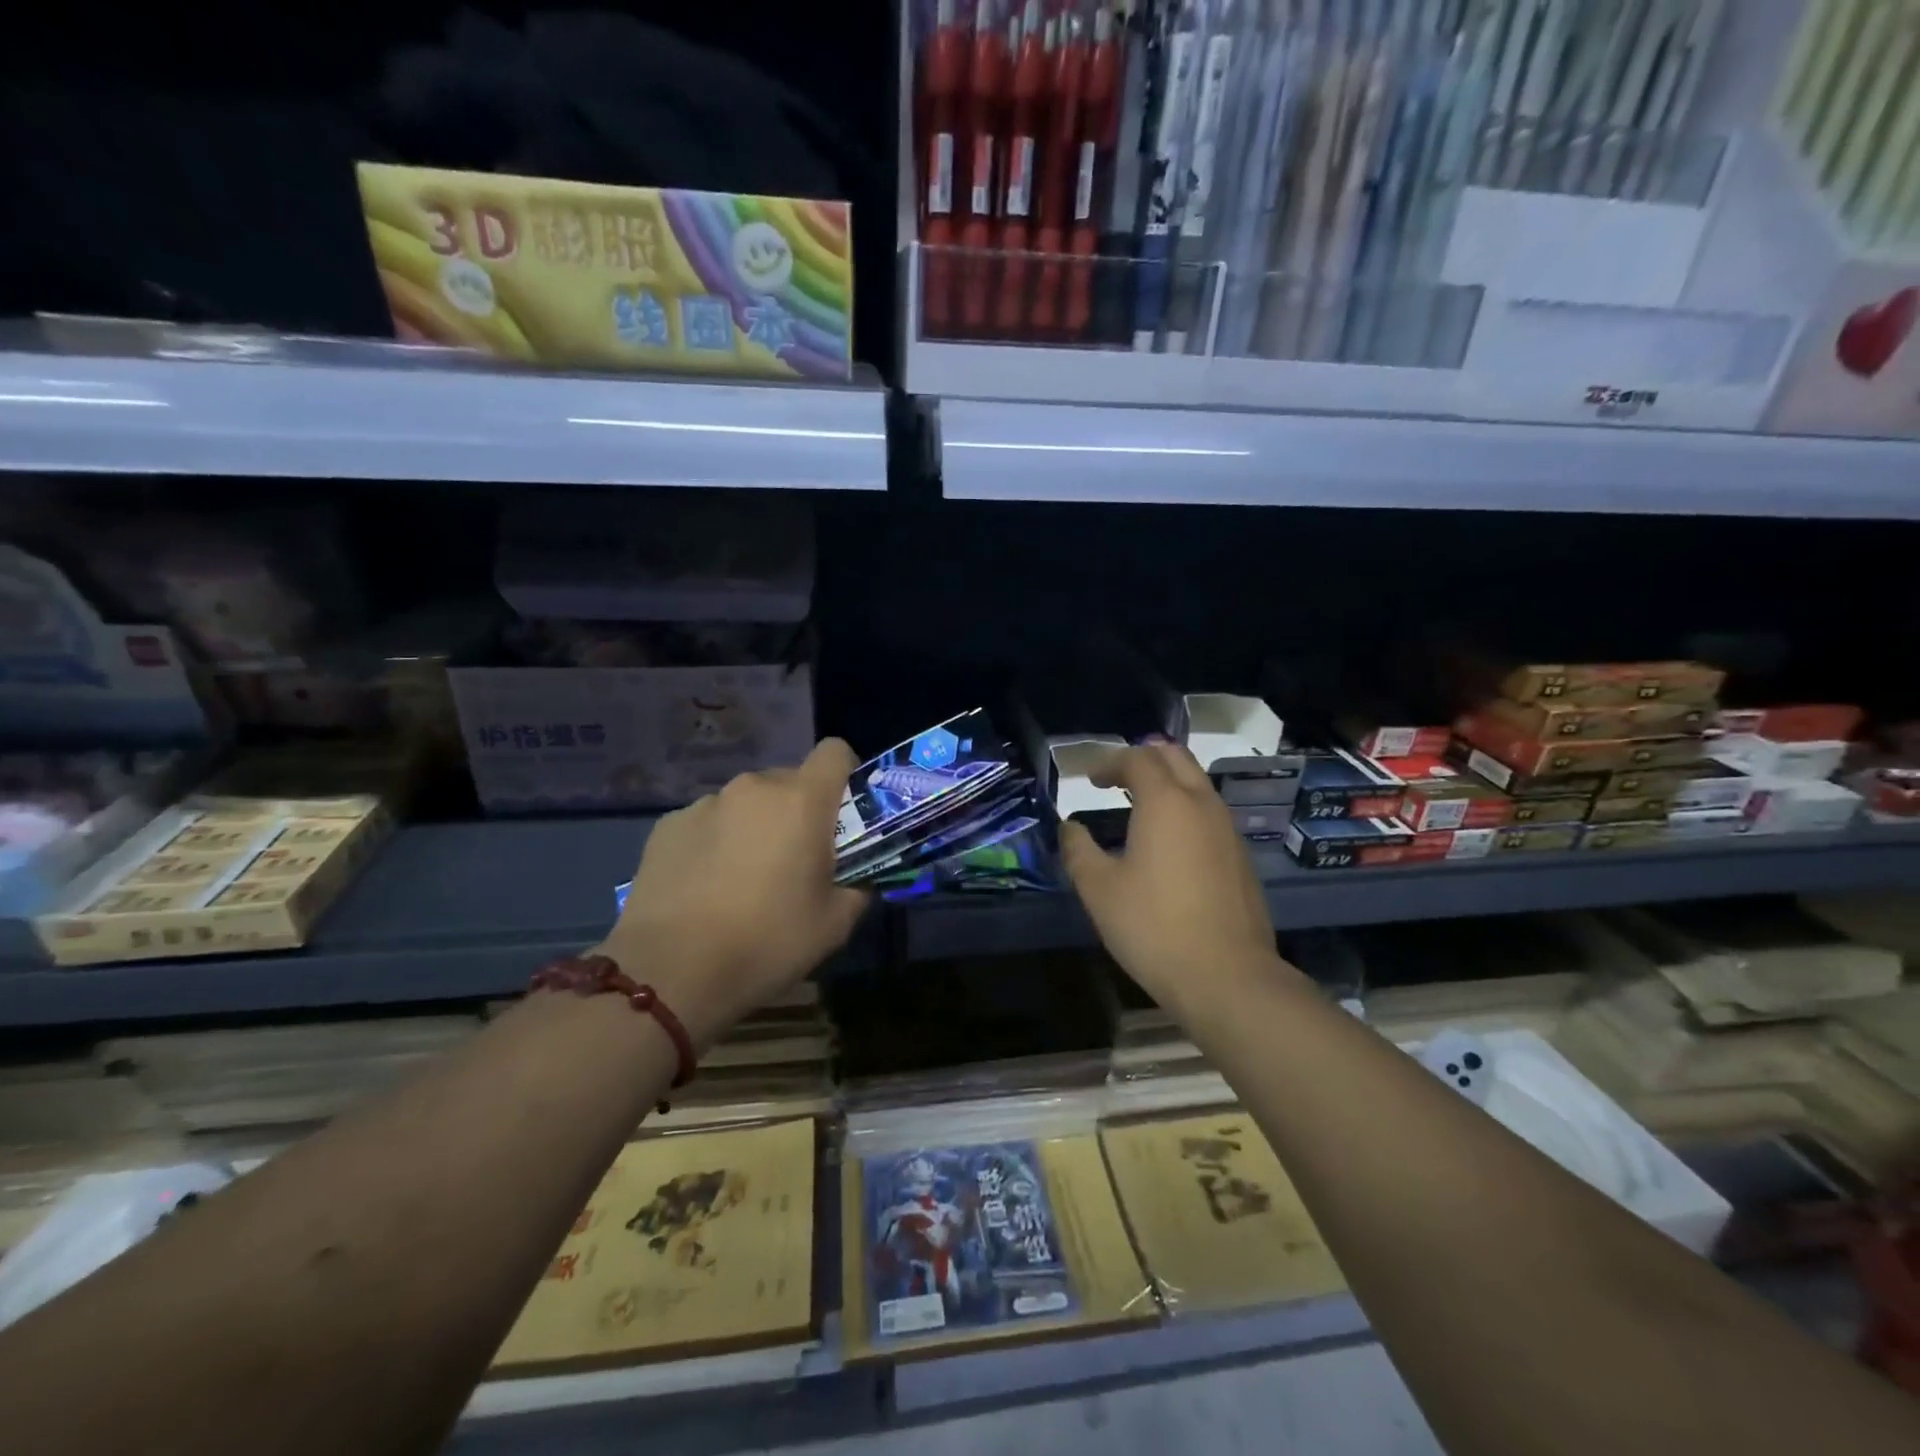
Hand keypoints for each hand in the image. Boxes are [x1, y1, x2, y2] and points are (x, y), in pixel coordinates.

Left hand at [598, 740, 867, 1048]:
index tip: (842, 812)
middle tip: (794, 860)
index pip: (835, 751)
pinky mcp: (667, 825)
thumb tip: (858, 880)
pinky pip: (707, 821)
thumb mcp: (834, 925)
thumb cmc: (767, 942)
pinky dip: (714, 841)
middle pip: (789, 781)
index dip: (845, 774)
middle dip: (798, 810)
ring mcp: (705, 803)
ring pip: (746, 803)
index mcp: (802, 801)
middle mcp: (753, 788)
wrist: (671, 972)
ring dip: (754, 826)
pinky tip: (704, 886)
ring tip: (742, 878)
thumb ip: (857, 889)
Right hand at [1058, 743, 1281, 1012]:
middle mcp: (1202, 804)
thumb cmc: (1153, 927)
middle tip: (1115, 780)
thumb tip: (1069, 827)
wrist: (1227, 977)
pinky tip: (1167, 843)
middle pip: (1175, 757)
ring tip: (1137, 807)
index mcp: (1166, 802)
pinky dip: (1184, 809)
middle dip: (1142, 759)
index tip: (1089, 779)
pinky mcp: (1240, 857)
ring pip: (1197, 784)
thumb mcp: (1099, 889)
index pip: (1138, 759)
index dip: (1109, 762)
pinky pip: (1209, 813)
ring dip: (1166, 783)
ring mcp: (1228, 830)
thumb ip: (1078, 850)